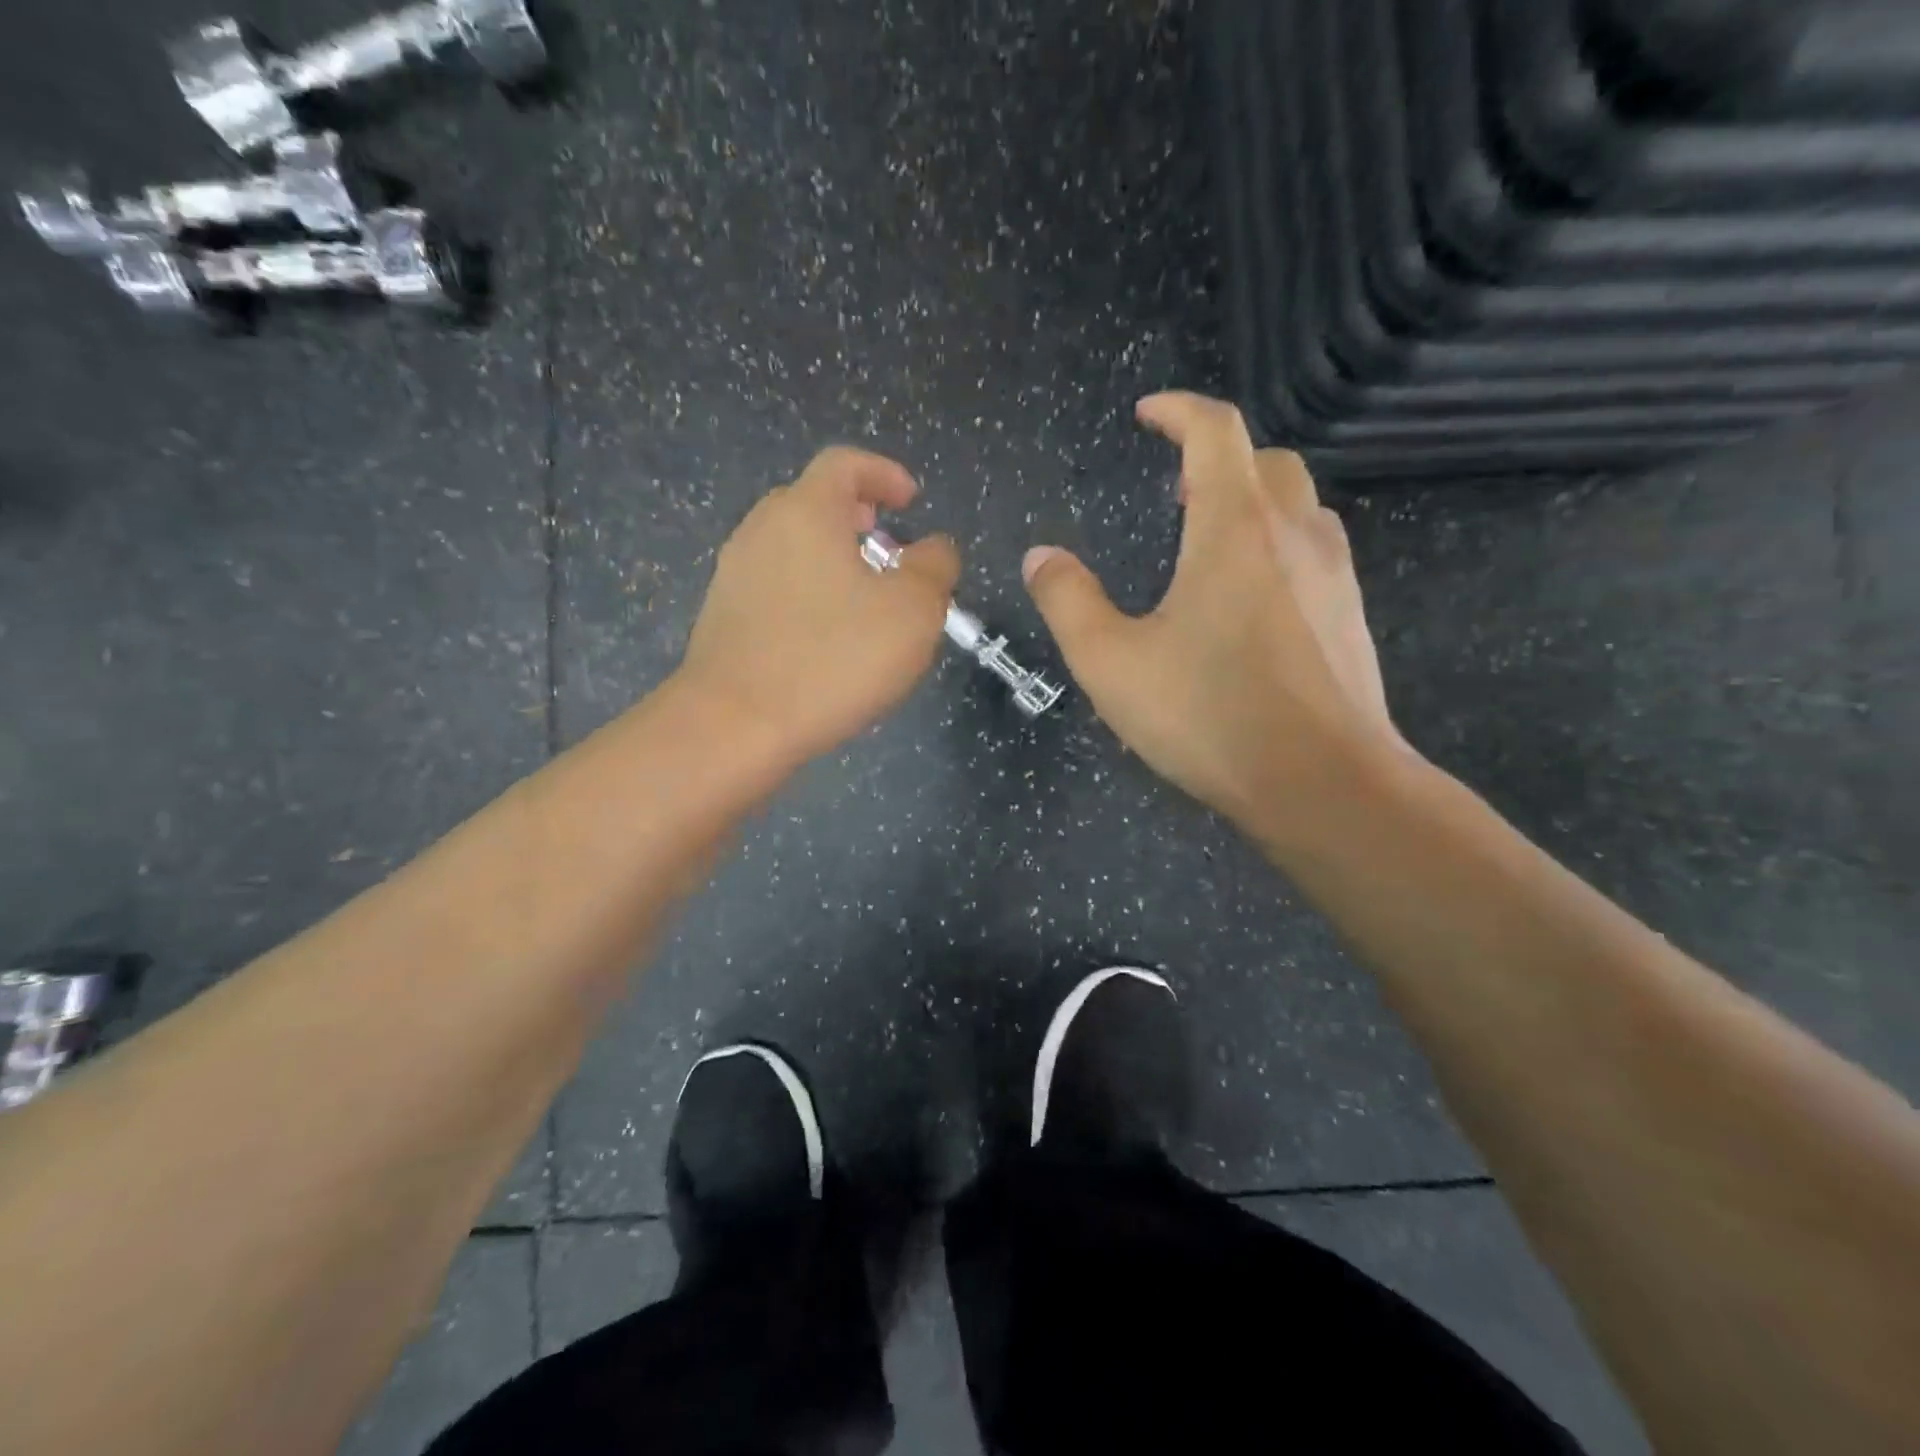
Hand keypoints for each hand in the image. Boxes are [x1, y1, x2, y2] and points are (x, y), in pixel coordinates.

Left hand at [676, 447, 960, 769]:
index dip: (883, 473)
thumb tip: (935, 548)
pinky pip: (776, 587)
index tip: (910, 500)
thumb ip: (934, 568)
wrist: (734, 726)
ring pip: (792, 548)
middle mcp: (761, 530)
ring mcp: (734, 575)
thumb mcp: (912, 612)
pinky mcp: (723, 618)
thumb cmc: (832, 658)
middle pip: (812, 502)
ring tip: (866, 600)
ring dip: (832, 560)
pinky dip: (808, 594)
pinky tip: (828, 638)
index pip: (844, 463)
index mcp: (806, 511)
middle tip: (889, 548)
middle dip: (857, 517)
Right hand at [1023, 392, 1405, 844]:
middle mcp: (1293, 535)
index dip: (1179, 410)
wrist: (1323, 783)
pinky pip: (1314, 550)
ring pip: (1298, 504)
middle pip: (1265, 460)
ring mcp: (1333, 575)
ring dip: (1252, 500)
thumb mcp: (1110, 663)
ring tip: (1208, 539)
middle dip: (1217, 456)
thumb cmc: (1209, 715)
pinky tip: (1249, 599)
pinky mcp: (1349, 616)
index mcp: (1233, 529)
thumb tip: (1042, 557)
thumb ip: (1068, 602)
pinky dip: (1277, 544)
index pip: (1216, 430)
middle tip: (1174, 488)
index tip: (1147, 414)